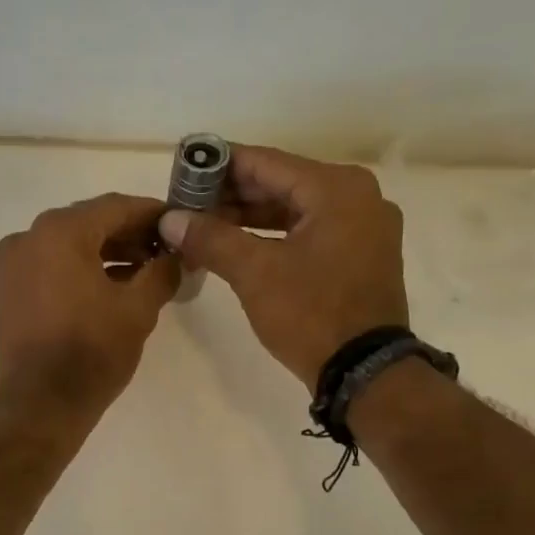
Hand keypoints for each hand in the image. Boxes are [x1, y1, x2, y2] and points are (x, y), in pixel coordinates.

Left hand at [0, 193, 179, 417]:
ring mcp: (13, 264)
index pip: (116, 207)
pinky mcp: (8, 290)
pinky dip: (82, 269)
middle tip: (166, 251)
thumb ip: (162, 272)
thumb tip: (175, 257)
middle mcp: (29, 237)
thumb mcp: (138, 309)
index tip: (179, 223)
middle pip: (90, 223)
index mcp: (59, 231)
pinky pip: (51, 266)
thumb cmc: (91, 352)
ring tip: (145, 272)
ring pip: (69, 245)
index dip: (153, 213)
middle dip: (130, 234)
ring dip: (107, 253)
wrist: (39, 404)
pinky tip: (112, 287)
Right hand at [156, 145, 407, 385]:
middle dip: (230, 195)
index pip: (264, 162)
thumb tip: (170, 219)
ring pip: (293, 208)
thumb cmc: (311, 314)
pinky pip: (308, 230)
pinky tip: (236, 245)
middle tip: (185, 206)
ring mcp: (363, 227)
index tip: (181, 174)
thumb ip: (210, 238)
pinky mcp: (360, 254)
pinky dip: (273, 235)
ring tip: (202, 227)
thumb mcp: (255, 273)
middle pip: (280, 183)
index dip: (217, 167)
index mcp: (336, 188)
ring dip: (248, 217)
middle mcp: (357, 196)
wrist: (365, 372)